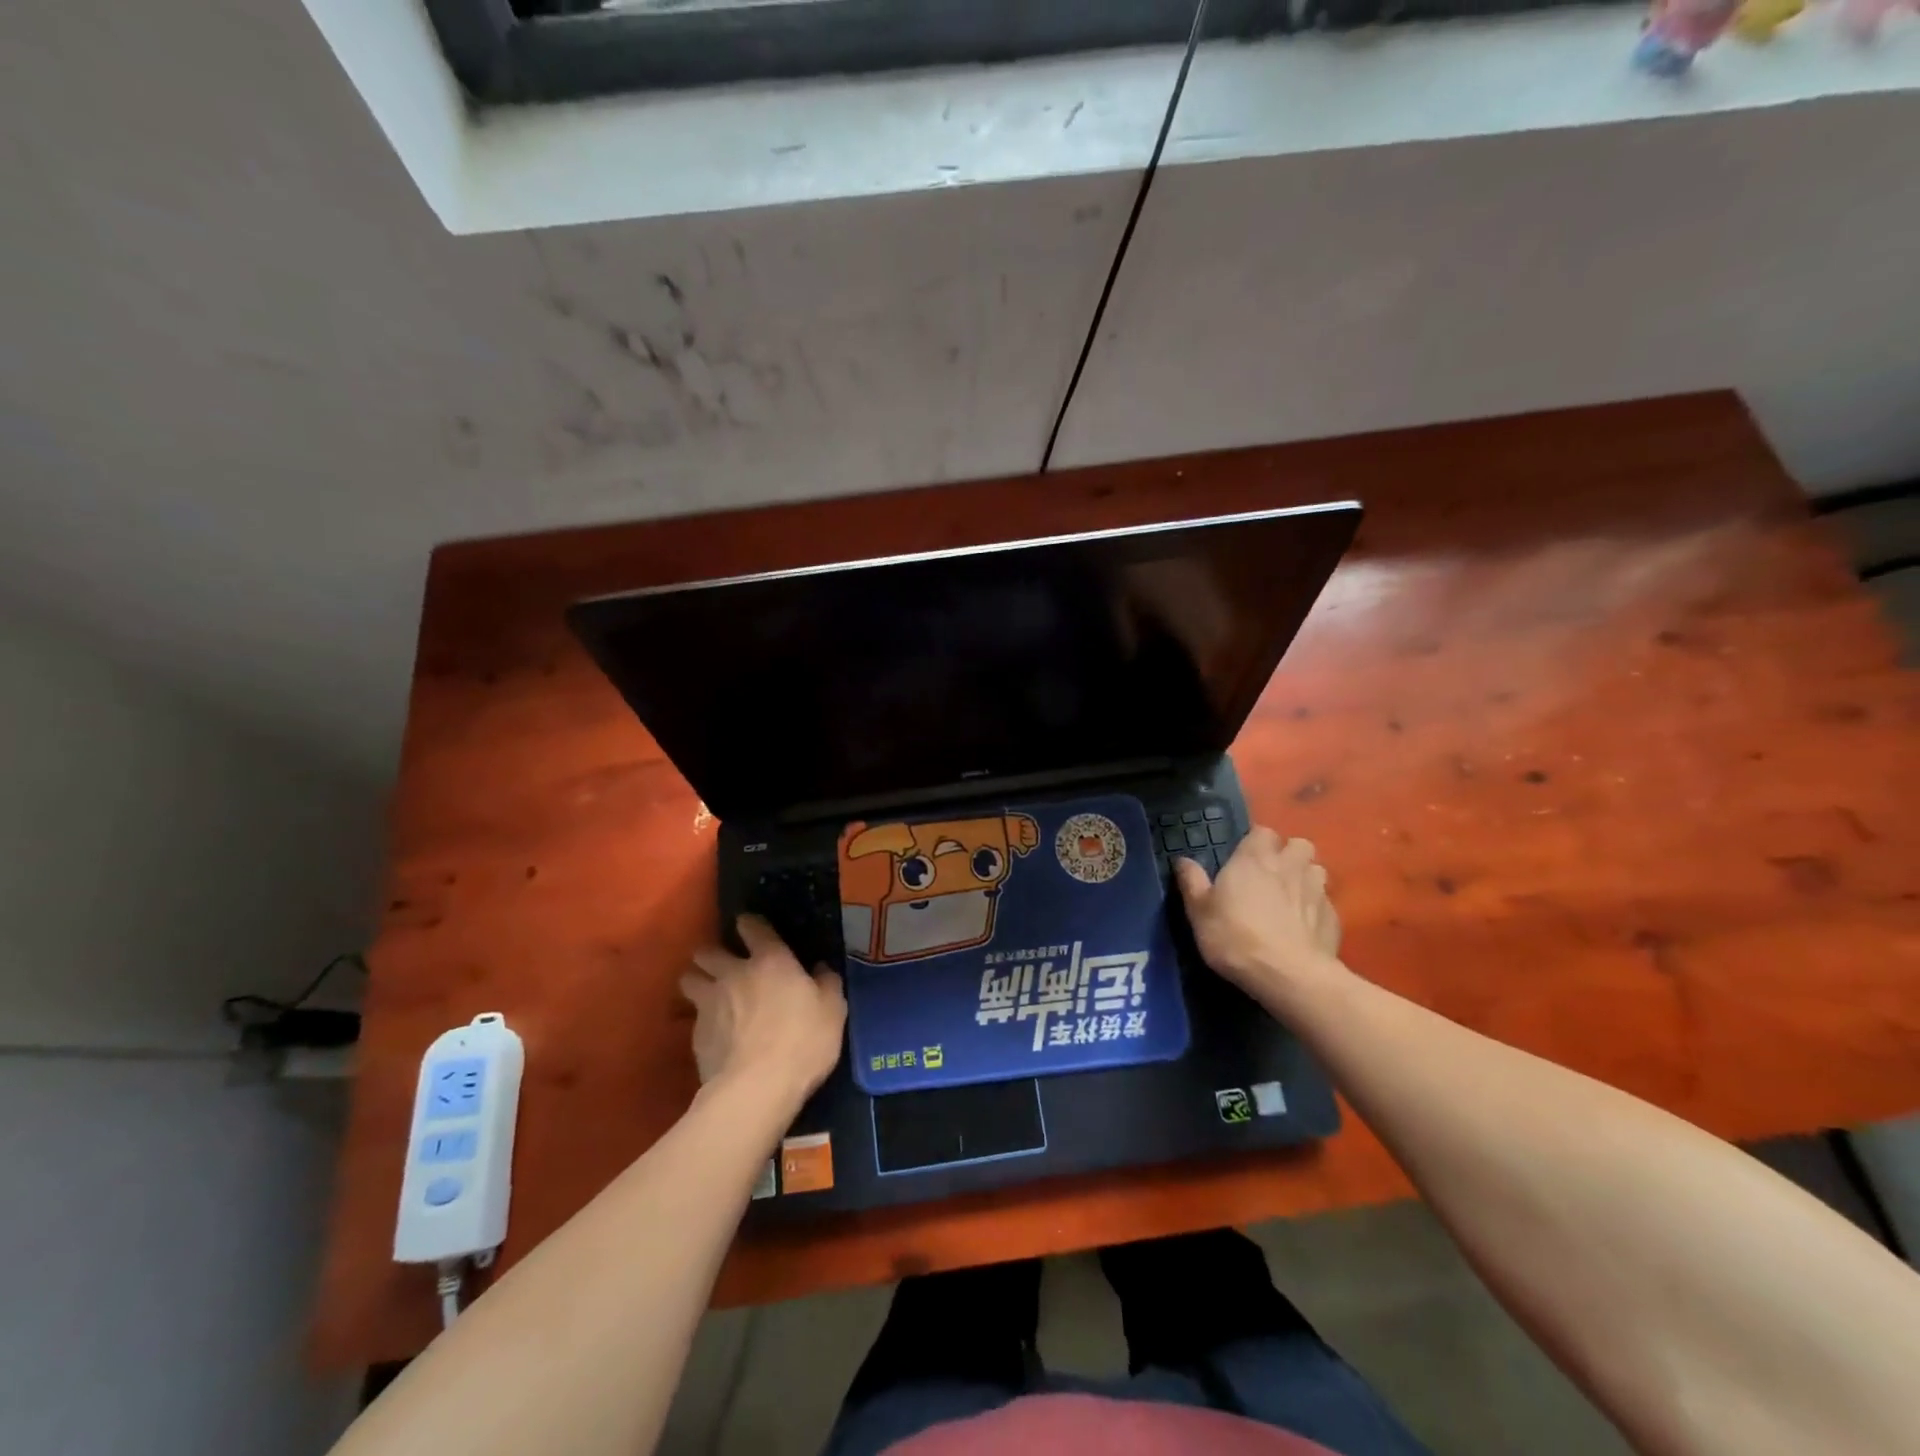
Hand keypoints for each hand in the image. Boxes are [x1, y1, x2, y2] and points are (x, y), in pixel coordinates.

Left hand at [681, 916, 846, 1109]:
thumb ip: (827, 983)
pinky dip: (701, 1019)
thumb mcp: (833, 1010)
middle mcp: (733, 973)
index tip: (750, 928)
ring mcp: (709, 1003)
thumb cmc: (802, 1042)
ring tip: (708, 993)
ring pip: (689, 979)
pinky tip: (713, 1033)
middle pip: (708, 951)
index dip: (750, 924)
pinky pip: (692, 1016)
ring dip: (697, 981)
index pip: (752, 927)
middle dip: (713, 954)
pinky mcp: (694, 1035)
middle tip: (724, 965)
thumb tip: (821, 968)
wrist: (756, 1089)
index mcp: (770, 960)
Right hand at [1173, 827, 1341, 1008]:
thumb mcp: (1200, 912)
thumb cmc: (1235, 937)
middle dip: (1289, 854)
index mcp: (1254, 859)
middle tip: (1273, 874)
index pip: (1263, 832)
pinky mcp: (1334, 917)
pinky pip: (1326, 902)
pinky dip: (1316, 908)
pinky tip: (1305, 926)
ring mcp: (1316, 891)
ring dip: (1306, 877)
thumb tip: (1182, 860)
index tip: (1245, 857)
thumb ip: (1192, 882)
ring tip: (1293, 896)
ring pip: (1317, 870)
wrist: (1287, 975)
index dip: (1256, 842)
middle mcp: (1289, 867)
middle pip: (1298, 844)